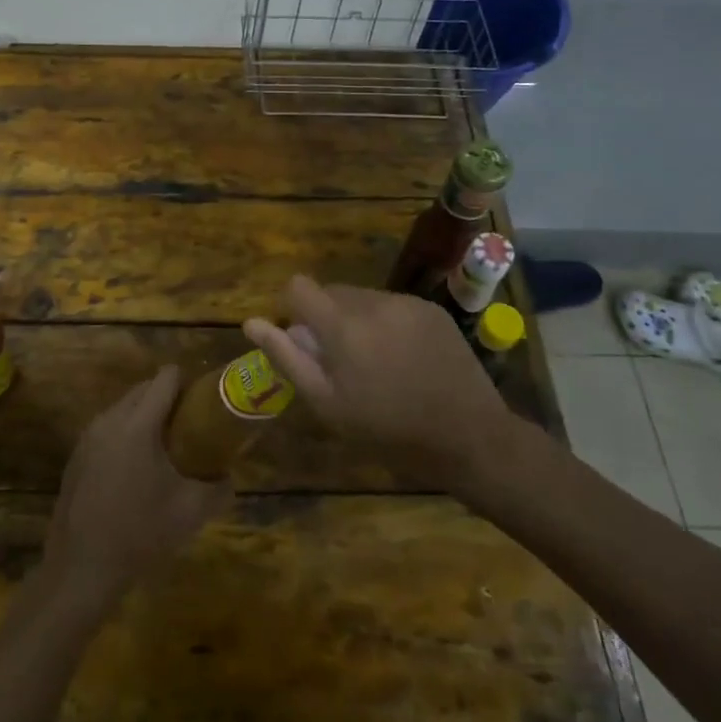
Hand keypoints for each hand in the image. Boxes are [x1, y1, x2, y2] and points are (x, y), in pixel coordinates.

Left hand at [44, 366, 231, 609]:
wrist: (82, 568)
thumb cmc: (140, 533)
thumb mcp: (191, 512)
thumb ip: (218, 487)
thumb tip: (230, 475)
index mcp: (138, 424)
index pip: (166, 378)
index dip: (188, 382)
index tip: (203, 402)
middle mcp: (110, 419)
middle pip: (144, 388)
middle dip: (168, 399)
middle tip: (189, 426)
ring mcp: (88, 436)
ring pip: (124, 407)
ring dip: (145, 416)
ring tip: (165, 448)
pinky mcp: (76, 455)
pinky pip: (108, 428)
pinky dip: (125, 434)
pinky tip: (135, 469)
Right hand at [244, 276, 520, 485]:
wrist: (468, 435)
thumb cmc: (388, 429)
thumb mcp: (328, 404)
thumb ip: (287, 358)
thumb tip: (252, 323)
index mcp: (342, 325)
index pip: (299, 286)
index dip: (294, 308)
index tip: (305, 340)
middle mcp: (373, 302)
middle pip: (331, 292)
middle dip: (326, 317)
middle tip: (342, 362)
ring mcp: (406, 303)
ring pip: (362, 298)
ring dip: (357, 319)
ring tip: (376, 362)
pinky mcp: (431, 309)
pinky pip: (393, 305)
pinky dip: (387, 323)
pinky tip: (404, 358)